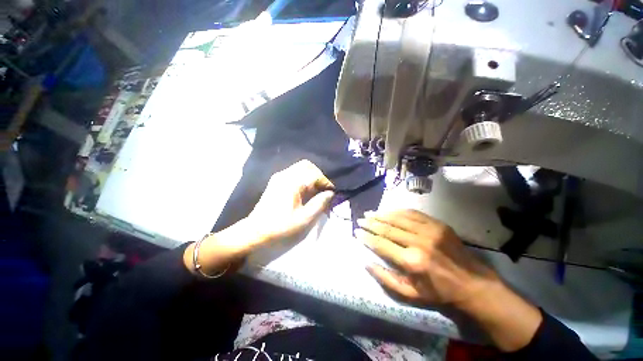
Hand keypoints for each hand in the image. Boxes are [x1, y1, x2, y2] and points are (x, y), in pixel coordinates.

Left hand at [246, 159, 334, 244]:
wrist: (254, 234)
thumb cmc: (281, 228)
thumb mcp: (305, 219)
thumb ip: (320, 203)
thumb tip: (330, 193)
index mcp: (292, 182)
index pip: (315, 174)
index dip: (326, 183)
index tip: (332, 194)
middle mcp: (284, 175)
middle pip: (307, 166)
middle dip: (318, 176)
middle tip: (323, 191)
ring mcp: (278, 178)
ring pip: (300, 169)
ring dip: (311, 178)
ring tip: (316, 193)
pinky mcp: (275, 183)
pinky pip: (293, 174)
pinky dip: (303, 180)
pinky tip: (305, 193)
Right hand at [356, 209, 498, 306]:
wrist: (472, 283)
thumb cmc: (439, 292)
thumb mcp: (410, 294)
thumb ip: (386, 278)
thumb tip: (366, 262)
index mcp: (412, 261)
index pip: (381, 244)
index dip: (367, 237)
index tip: (357, 231)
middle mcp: (419, 242)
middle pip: (388, 228)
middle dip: (371, 223)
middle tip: (360, 219)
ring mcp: (429, 230)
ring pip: (398, 217)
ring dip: (381, 214)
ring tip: (370, 213)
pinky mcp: (437, 224)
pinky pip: (412, 213)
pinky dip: (397, 211)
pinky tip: (388, 211)